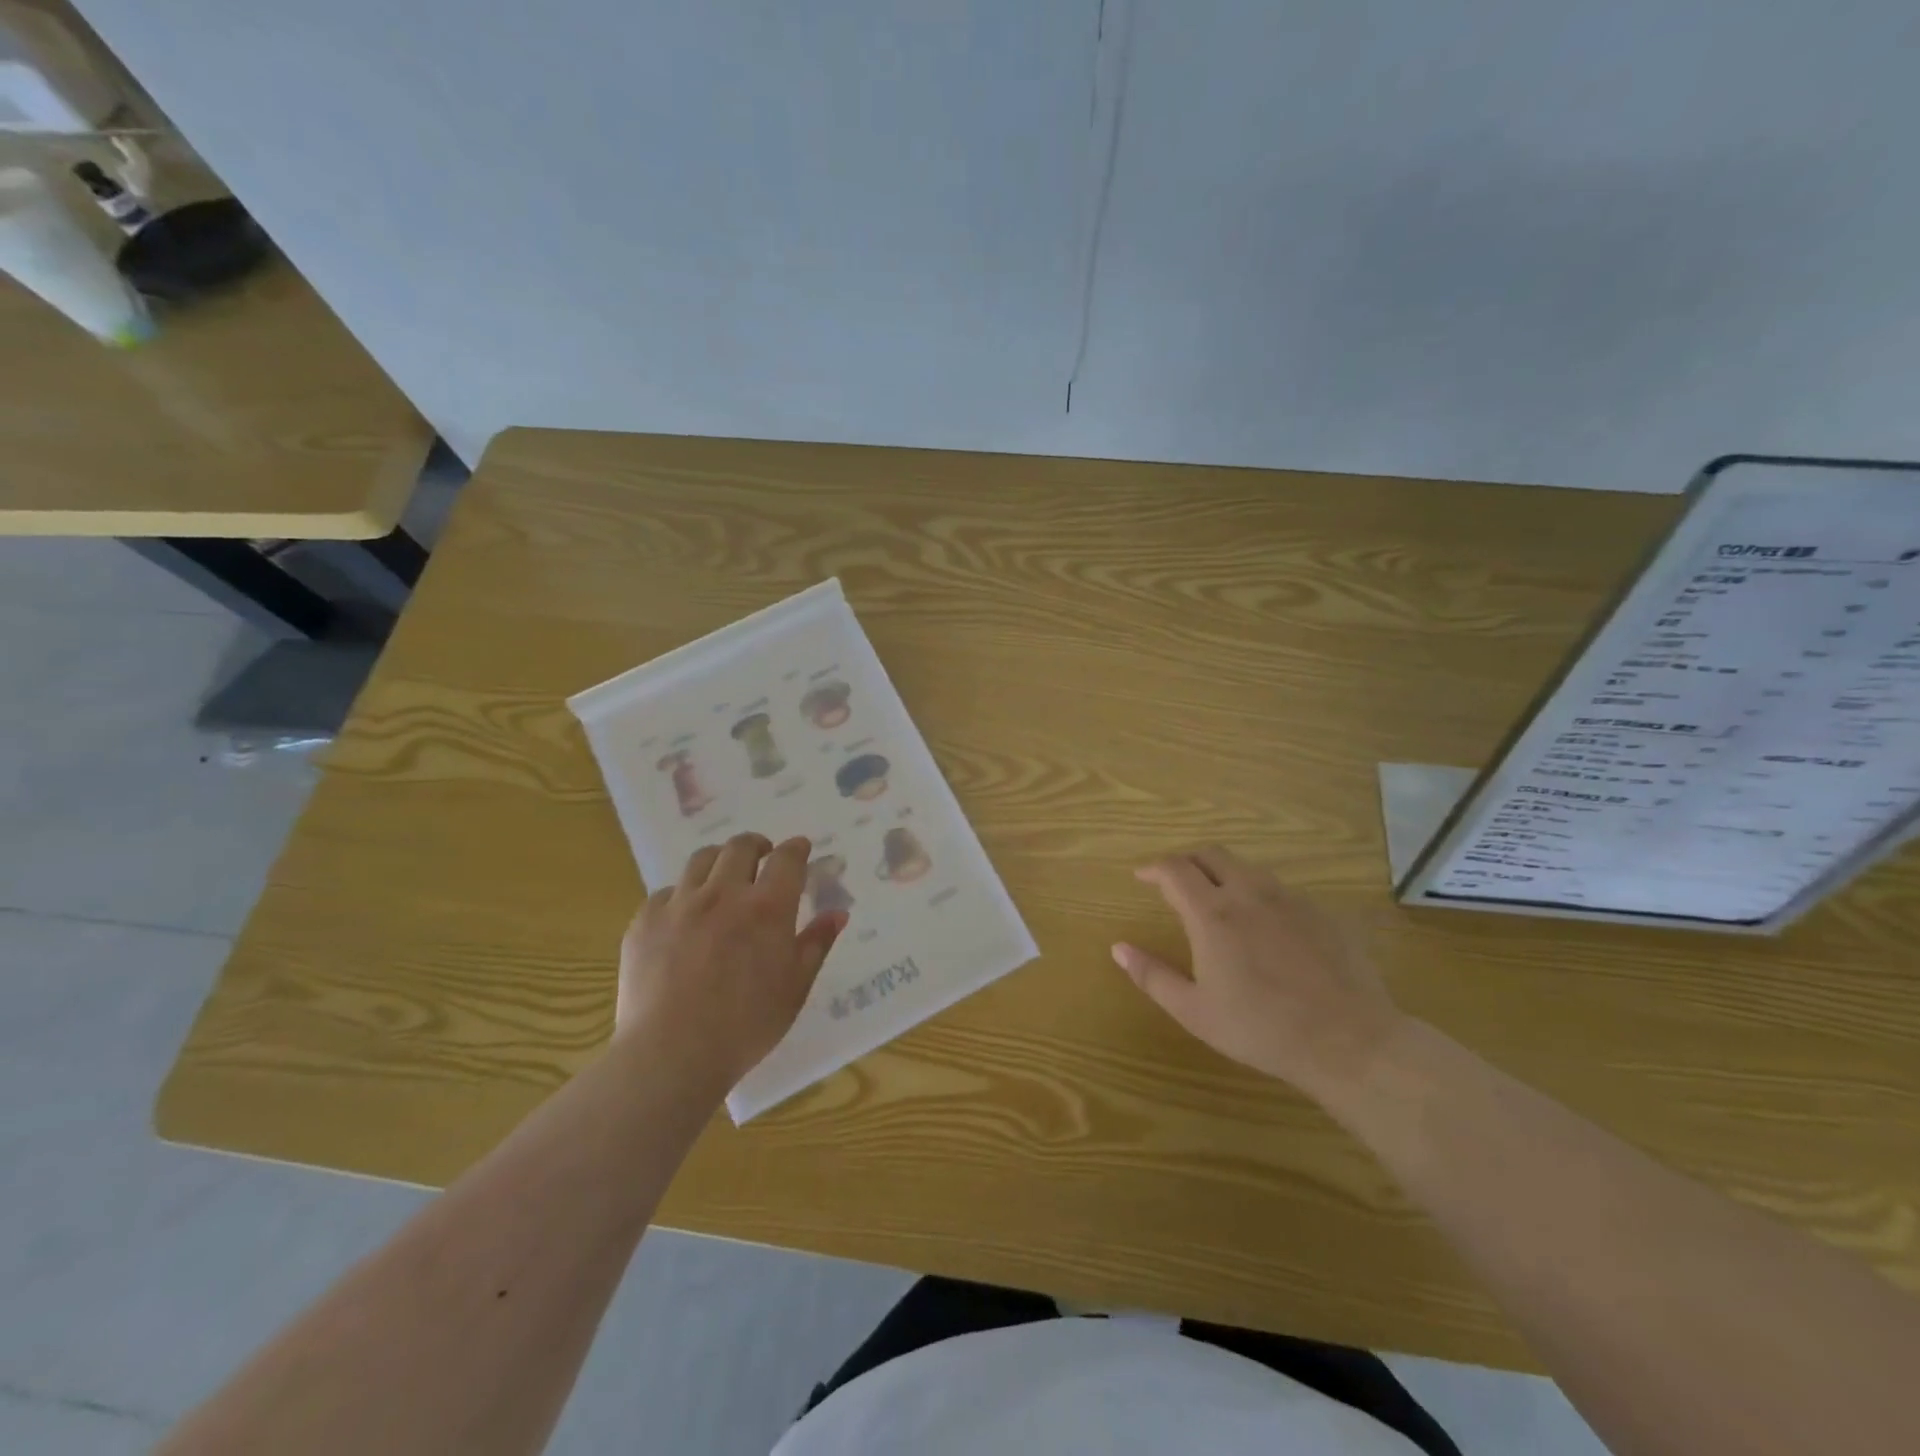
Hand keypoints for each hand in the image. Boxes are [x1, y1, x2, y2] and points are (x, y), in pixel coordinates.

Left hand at [615, 833, 845, 1088]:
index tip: (801, 848)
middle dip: (757, 845)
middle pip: (740, 847)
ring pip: (701, 860)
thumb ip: (816, 944)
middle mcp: (724, 893)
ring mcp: (680, 904)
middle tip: (763, 856)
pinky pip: (666, 892)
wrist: (670, 1054)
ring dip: (719, 860)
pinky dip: (682, 895)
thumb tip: (837, 913)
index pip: (786, 859)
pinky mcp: (645, 921)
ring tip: (723, 876)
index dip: (796, 848)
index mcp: (768, 907)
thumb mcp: (795, 988)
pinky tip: (685, 916)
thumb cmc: (746, 1025)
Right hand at [1112, 846, 1406, 1103]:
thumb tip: (1119, 948)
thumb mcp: (1194, 1011)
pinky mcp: (1321, 912)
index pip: (1174, 869)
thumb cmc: (1261, 1029)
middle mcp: (1249, 893)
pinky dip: (1258, 895)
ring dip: (1223, 874)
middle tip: (1175, 880)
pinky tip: (1264, 927)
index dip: (1153, 867)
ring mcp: (1290, 899)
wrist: (1348, 1041)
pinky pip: (1280, 890)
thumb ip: (1152, 975)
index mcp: (1212, 913)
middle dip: (1187, 860)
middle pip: (1211, 854)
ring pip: (1248, 868)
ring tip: (1217, 899)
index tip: (1142, 876)